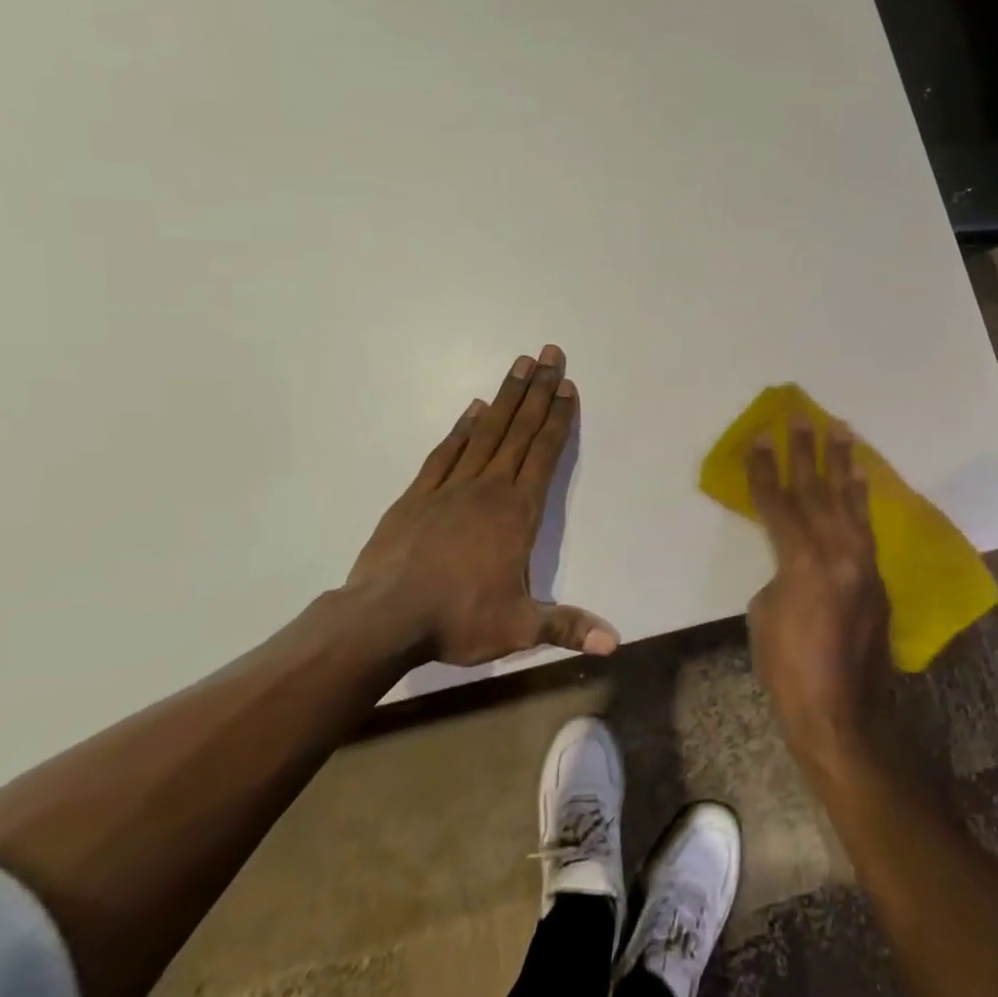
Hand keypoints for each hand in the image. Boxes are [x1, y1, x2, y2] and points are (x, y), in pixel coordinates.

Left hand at [344, 345, 617, 666]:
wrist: (382, 619)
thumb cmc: (457, 619)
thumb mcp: (519, 627)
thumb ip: (568, 626)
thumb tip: (616, 642)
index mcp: (518, 512)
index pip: (544, 454)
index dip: (559, 418)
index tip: (568, 386)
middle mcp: (489, 488)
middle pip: (519, 430)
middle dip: (538, 390)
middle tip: (550, 354)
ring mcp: (451, 487)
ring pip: (486, 432)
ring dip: (506, 397)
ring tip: (520, 365)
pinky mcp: (418, 495)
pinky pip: (446, 452)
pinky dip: (461, 427)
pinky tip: (473, 408)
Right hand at [745, 419, 893, 780]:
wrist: (842, 713)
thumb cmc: (789, 669)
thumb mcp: (766, 614)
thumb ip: (780, 571)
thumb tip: (793, 557)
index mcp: (803, 561)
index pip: (778, 503)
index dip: (764, 470)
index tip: (758, 438)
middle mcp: (838, 552)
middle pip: (816, 490)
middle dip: (805, 451)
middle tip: (801, 416)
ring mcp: (863, 562)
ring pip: (849, 500)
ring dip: (842, 463)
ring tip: (841, 430)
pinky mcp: (877, 576)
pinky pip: (866, 525)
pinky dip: (861, 497)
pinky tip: (860, 478)